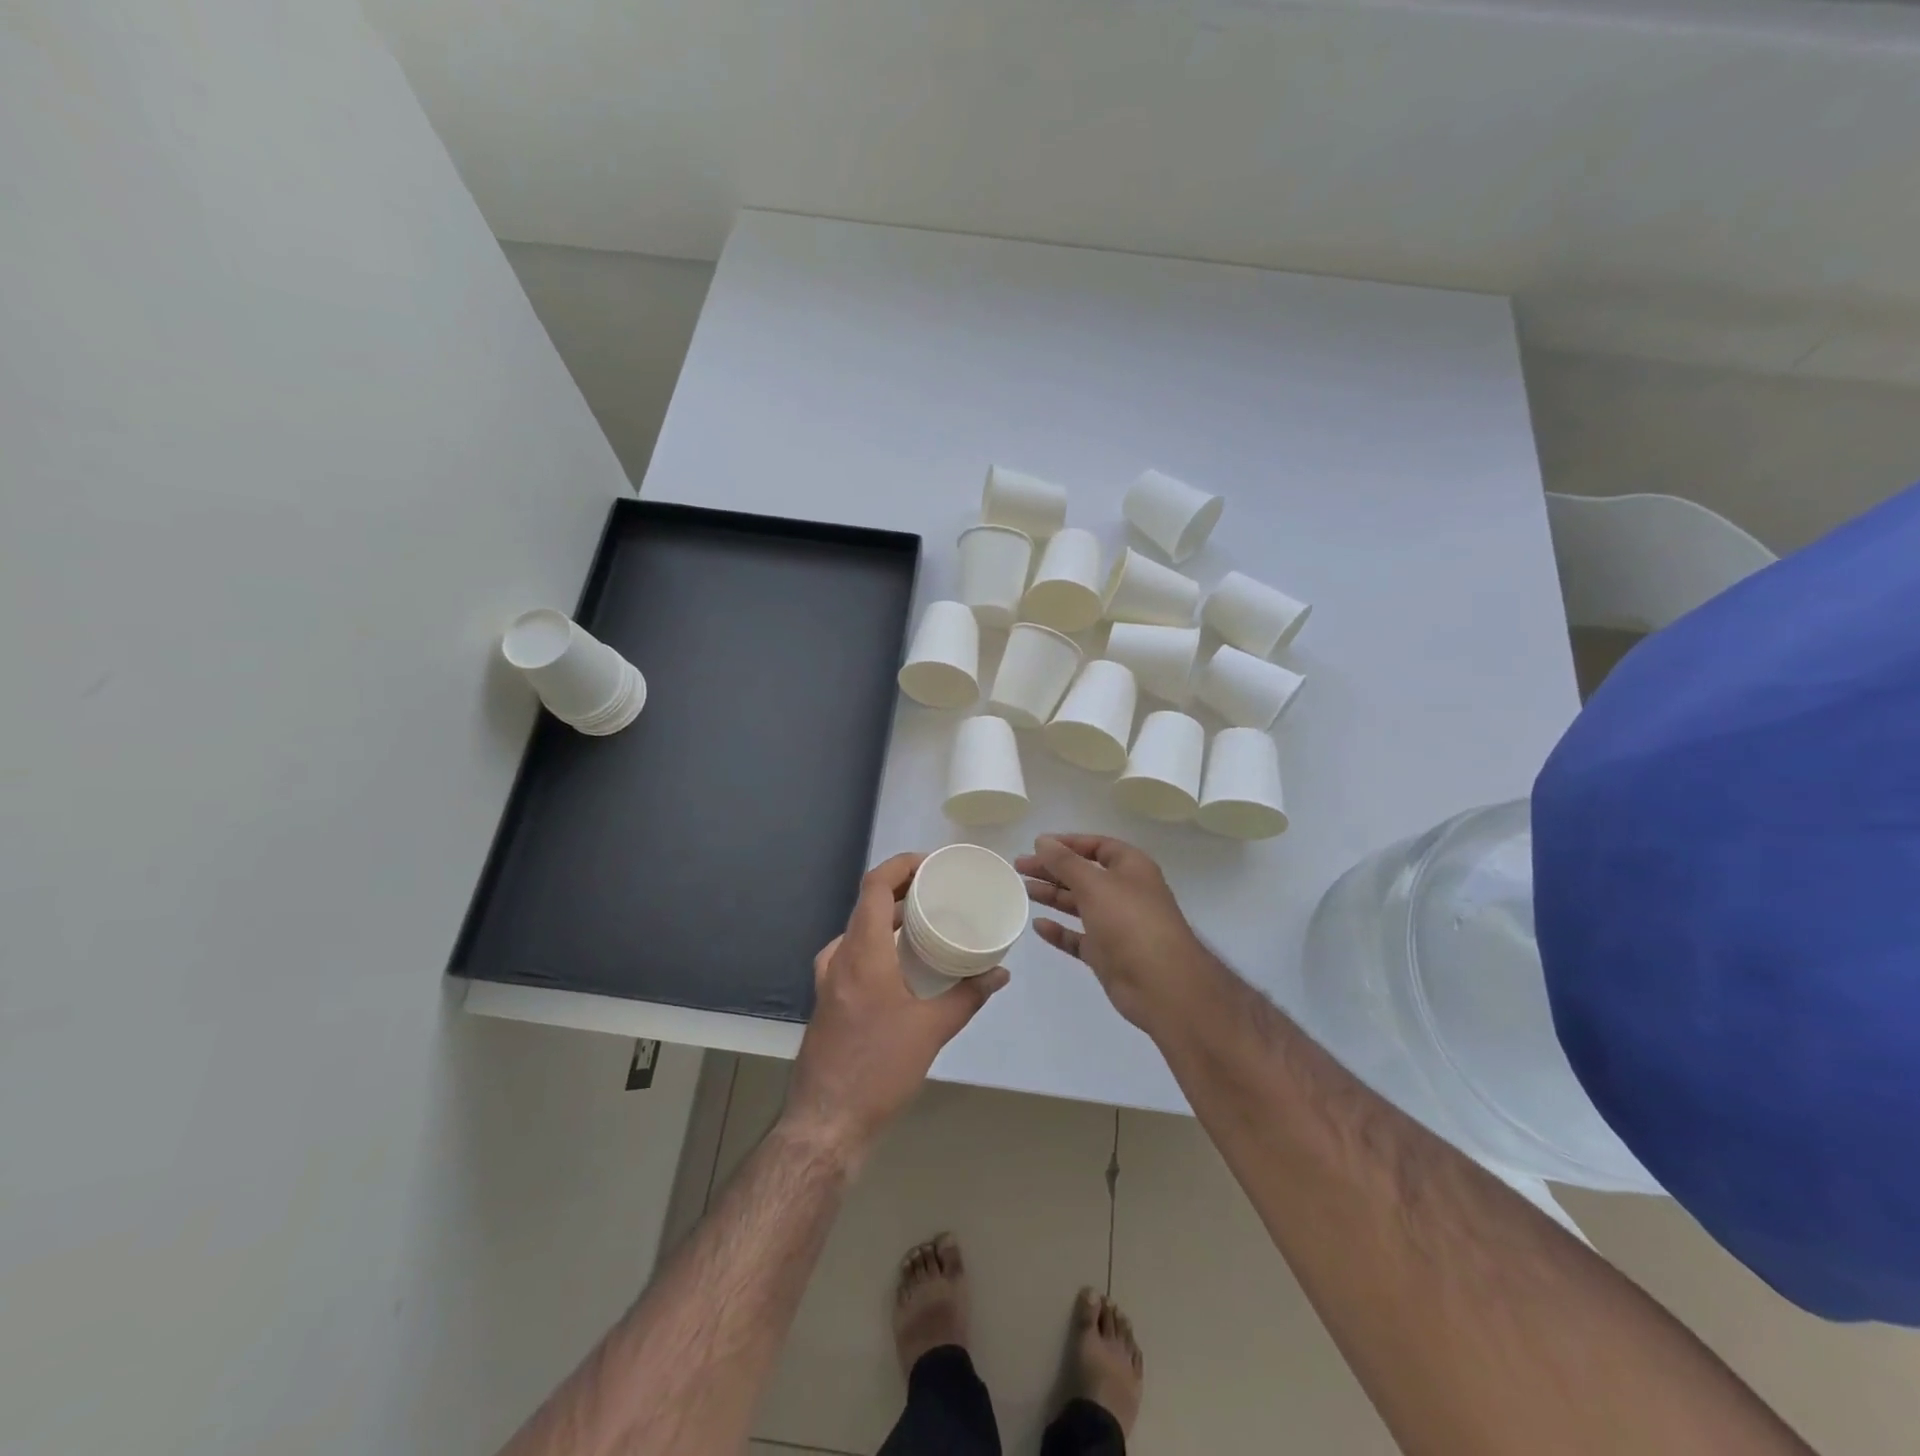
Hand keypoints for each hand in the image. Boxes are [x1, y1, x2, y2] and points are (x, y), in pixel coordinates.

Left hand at [784, 852, 1008, 1160]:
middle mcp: (839, 957)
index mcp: (860, 953)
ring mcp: (828, 979)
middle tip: (939, 890)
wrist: (825, 1124)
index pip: (874, 885)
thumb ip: (967, 996)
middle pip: (867, 904)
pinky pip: (854, 953)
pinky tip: (904, 963)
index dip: (901, 865)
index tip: (932, 863)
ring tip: (926, 920)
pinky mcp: (828, 999)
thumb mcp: (931, 1031)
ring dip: (890, 918)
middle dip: (902, 890)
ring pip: (859, 930)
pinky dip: (880, 943)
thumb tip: (999, 973)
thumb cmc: (878, 1070)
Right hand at [1017, 834, 1209, 1033]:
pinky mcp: (1107, 954)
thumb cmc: (1130, 922)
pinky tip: (1038, 925)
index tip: (1037, 845)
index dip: (1068, 843)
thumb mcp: (1094, 884)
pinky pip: (1078, 937)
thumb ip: (1065, 862)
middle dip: (1053, 869)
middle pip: (1084, 874)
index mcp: (1131, 868)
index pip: (1097, 846)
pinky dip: (1059, 931)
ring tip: (1023, 889)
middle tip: (1019, 867)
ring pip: (1079, 904)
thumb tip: (1042, 841)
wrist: (1161, 985)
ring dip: (1053, 895)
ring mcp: (1116, 925)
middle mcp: (1124, 892)